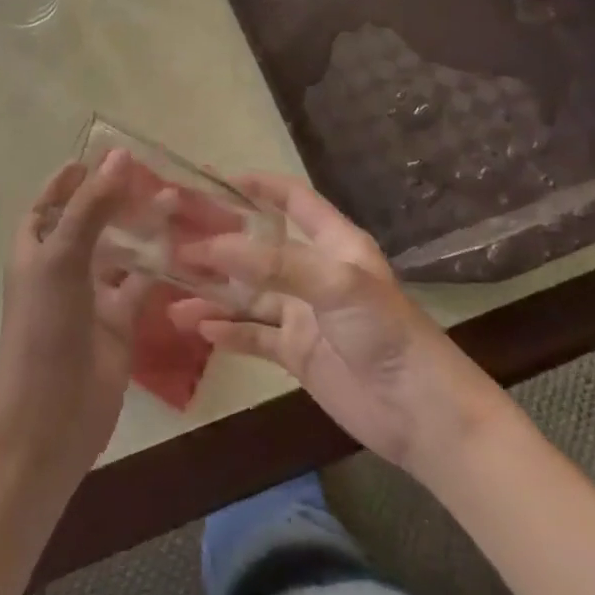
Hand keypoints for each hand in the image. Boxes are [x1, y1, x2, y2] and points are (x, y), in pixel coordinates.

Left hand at [0, 151, 152, 477]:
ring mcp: (91, 297)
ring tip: (174, 198)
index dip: (69, 181)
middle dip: (115, 198)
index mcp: (36, 249)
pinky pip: (142, 285)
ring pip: (120, 251)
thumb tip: (119, 156)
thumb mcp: (62, 257)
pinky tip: (185, 246)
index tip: (98, 156)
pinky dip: (160, 266)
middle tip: (150, 173)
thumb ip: (91, 207)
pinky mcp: (119, 324)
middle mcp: (62, 268)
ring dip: (142, 227)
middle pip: (89, 222)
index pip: (49, 204)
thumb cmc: (44, 327)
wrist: (49, 419)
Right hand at [169, 172, 510, 478]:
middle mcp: (315, 271)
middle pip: (260, 248)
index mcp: (334, 243)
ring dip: (214, 291)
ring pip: (250, 294)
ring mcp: (305, 314)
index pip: (294, 200)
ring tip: (172, 288)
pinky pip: (254, 335)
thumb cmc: (385, 332)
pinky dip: (227, 331)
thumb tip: (214, 245)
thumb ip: (275, 262)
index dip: (260, 186)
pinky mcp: (298, 353)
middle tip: (176, 237)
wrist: (421, 414)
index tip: (216, 179)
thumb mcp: (335, 283)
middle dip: (221, 242)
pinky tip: (198, 327)